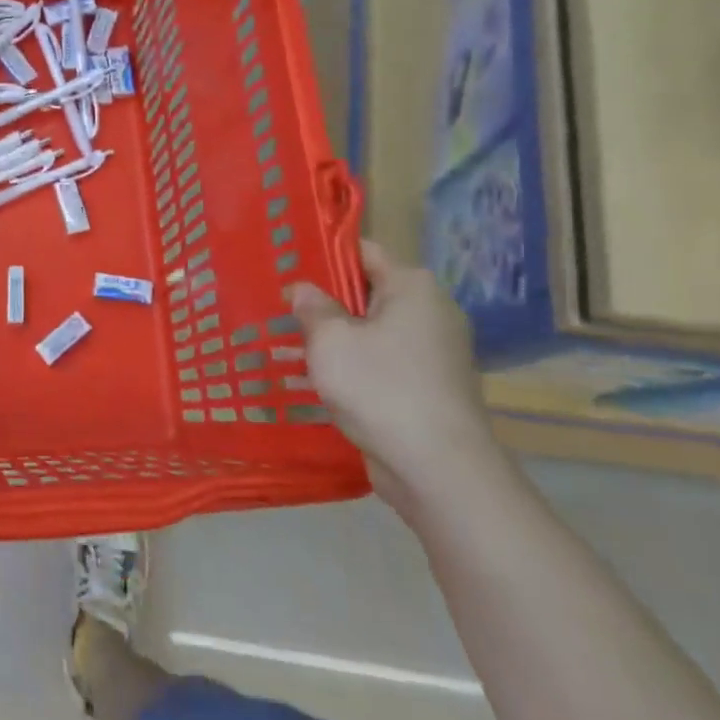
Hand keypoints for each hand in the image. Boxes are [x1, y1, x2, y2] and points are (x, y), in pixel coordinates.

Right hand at [288, 241, 511, 523]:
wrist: (437, 466)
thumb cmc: (380, 388)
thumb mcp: (330, 341)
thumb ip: (312, 308)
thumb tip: (303, 289)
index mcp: (413, 287)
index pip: (364, 252)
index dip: (324, 258)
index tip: (287, 270)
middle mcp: (432, 311)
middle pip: (369, 293)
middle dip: (326, 304)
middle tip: (281, 312)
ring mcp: (437, 351)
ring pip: (374, 332)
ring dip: (337, 340)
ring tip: (290, 349)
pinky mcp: (432, 385)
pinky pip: (384, 362)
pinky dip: (356, 367)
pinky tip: (322, 382)